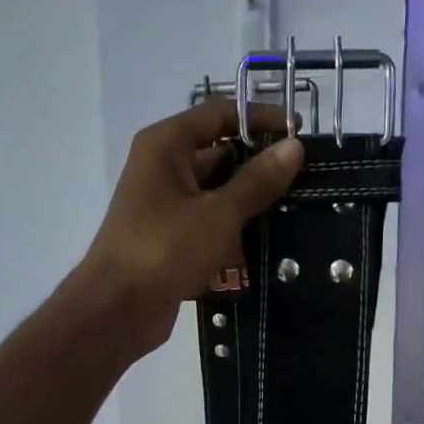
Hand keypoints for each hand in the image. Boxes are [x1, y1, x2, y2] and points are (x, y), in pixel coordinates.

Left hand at [81, 99, 303, 355]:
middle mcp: (161, 168)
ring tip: (296, 212)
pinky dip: (233, 232)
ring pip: (215, 194)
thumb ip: (257, 180)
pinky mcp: (169, 240)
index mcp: (166, 145)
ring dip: (250, 204)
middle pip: (218, 155)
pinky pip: (208, 225)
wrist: (117, 310)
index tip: (299, 134)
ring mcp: (163, 206)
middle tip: (306, 180)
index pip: (219, 113)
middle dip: (259, 167)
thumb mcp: (219, 213)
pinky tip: (268, 245)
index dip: (259, 119)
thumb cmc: (165, 249)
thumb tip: (294, 146)